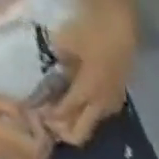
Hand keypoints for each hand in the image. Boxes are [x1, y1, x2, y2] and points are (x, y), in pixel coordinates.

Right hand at [0, 77, 51, 158]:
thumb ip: (11, 109)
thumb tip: (33, 116)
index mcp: (1, 141)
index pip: (37, 151)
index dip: (44, 137)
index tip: (39, 117)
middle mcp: (2, 156)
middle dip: (44, 148)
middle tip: (39, 126)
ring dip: (35, 150)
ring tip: (30, 127)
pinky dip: (25, 151)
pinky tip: (18, 132)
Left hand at [41, 0, 137, 146]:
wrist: (119, 27)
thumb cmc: (90, 31)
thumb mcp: (65, 42)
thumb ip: (60, 64)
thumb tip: (58, 75)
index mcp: (86, 93)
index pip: (65, 114)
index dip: (52, 119)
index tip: (39, 118)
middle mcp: (100, 107)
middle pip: (81, 132)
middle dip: (65, 132)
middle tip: (51, 125)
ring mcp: (111, 105)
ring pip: (91, 124)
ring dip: (77, 122)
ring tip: (64, 113)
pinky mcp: (117, 99)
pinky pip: (99, 113)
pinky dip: (88, 112)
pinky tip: (82, 103)